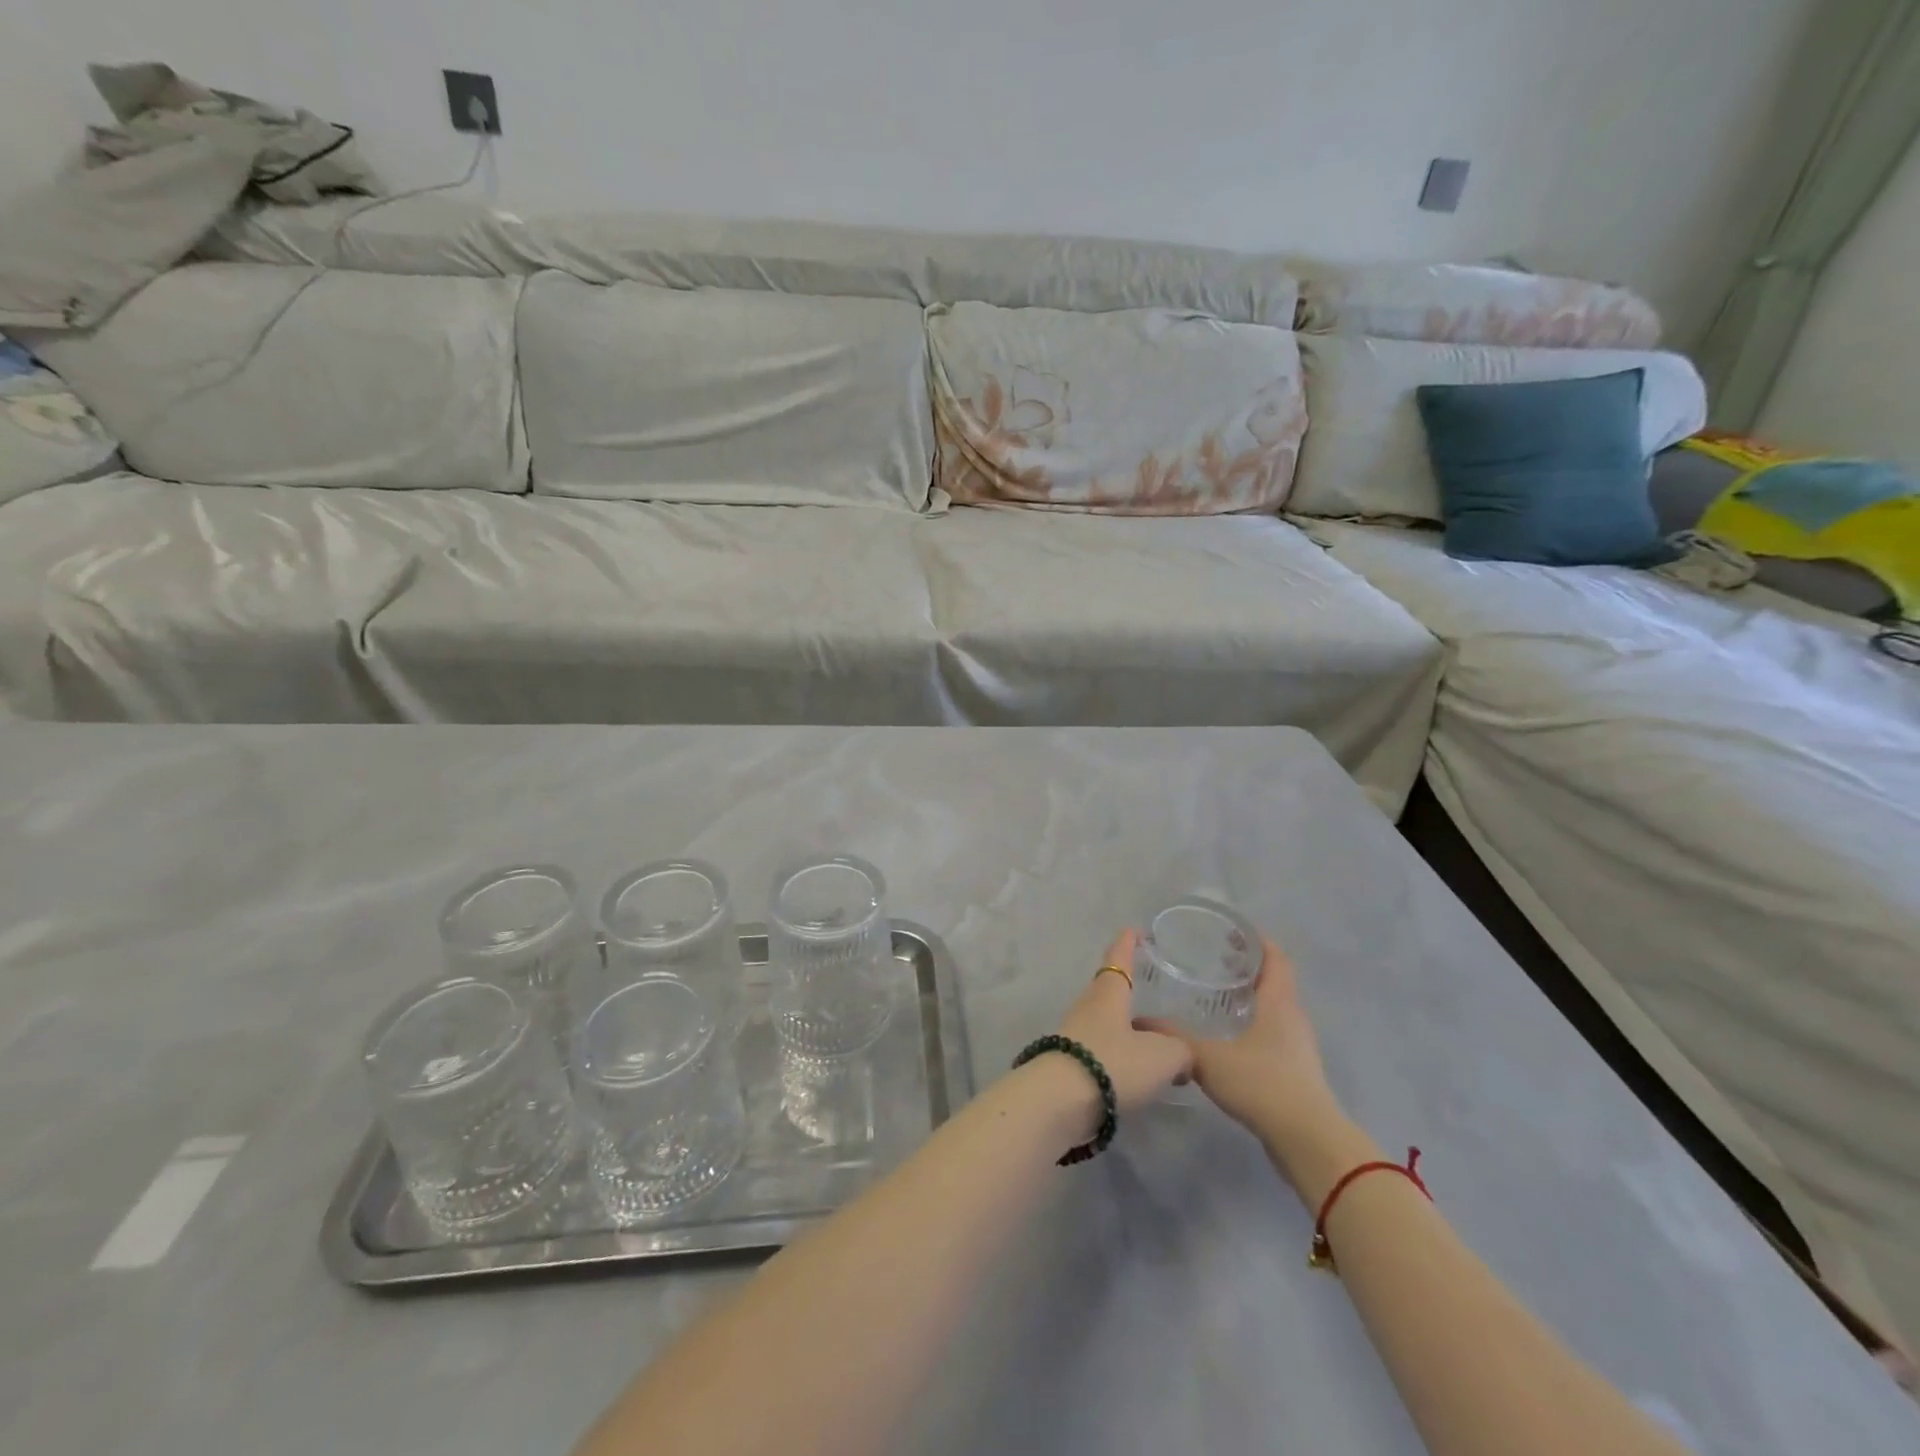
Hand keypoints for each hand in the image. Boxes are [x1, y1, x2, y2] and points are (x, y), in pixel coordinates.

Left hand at [1054, 929, 1192, 1114]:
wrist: (1060, 1102)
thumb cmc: (1113, 1063)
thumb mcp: (1163, 1056)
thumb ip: (1181, 1051)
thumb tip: (1182, 1055)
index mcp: (1108, 994)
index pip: (1118, 959)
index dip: (1128, 943)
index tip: (1134, 930)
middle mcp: (1088, 1008)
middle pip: (1108, 990)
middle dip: (1126, 989)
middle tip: (1149, 989)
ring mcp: (1074, 1036)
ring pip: (1104, 1023)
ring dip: (1124, 1027)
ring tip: (1151, 1039)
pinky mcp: (1069, 1065)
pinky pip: (1100, 1051)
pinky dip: (1118, 1056)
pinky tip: (1134, 1073)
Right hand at [1139, 936, 1345, 1155]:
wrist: (1307, 1140)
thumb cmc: (1261, 1084)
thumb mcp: (1208, 1058)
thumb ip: (1174, 1038)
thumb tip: (1140, 1021)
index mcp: (1278, 1003)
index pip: (1276, 958)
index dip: (1257, 942)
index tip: (1231, 932)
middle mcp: (1293, 1018)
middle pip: (1275, 981)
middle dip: (1248, 968)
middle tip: (1214, 961)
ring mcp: (1299, 1046)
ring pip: (1275, 1009)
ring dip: (1251, 998)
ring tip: (1217, 997)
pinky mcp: (1297, 1071)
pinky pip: (1274, 1033)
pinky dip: (1254, 1024)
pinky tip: (1229, 1038)